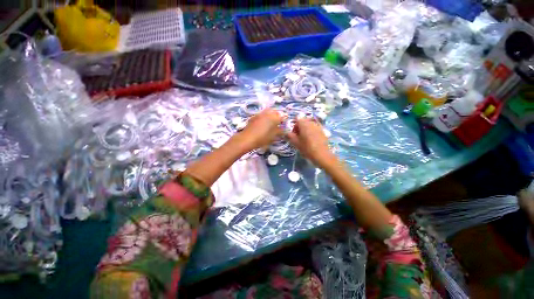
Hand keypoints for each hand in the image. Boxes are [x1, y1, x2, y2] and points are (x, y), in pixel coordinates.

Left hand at [238, 109, 284, 149]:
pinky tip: (263, 124)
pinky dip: (264, 118)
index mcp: (274, 117)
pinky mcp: (254, 116)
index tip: (284, 124)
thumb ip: (280, 131)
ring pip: (268, 112)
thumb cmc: (262, 138)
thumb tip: (284, 129)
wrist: (247, 138)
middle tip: (278, 123)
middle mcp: (268, 113)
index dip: (284, 120)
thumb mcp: (273, 136)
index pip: (283, 116)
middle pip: (275, 112)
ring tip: (271, 124)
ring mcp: (260, 114)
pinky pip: (262, 115)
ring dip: (271, 116)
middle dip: (278, 116)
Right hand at [286, 118, 336, 167]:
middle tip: (298, 137)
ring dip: (306, 130)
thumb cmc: (307, 148)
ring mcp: (318, 126)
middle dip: (300, 127)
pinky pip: (315, 129)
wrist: (321, 154)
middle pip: (304, 121)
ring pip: (310, 125)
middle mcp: (311, 123)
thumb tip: (286, 132)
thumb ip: (290, 136)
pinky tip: (312, 140)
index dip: (294, 126)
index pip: (297, 119)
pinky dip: (312, 132)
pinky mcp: (323, 131)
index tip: (294, 134)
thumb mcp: (296, 143)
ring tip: (305, 139)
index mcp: (304, 124)